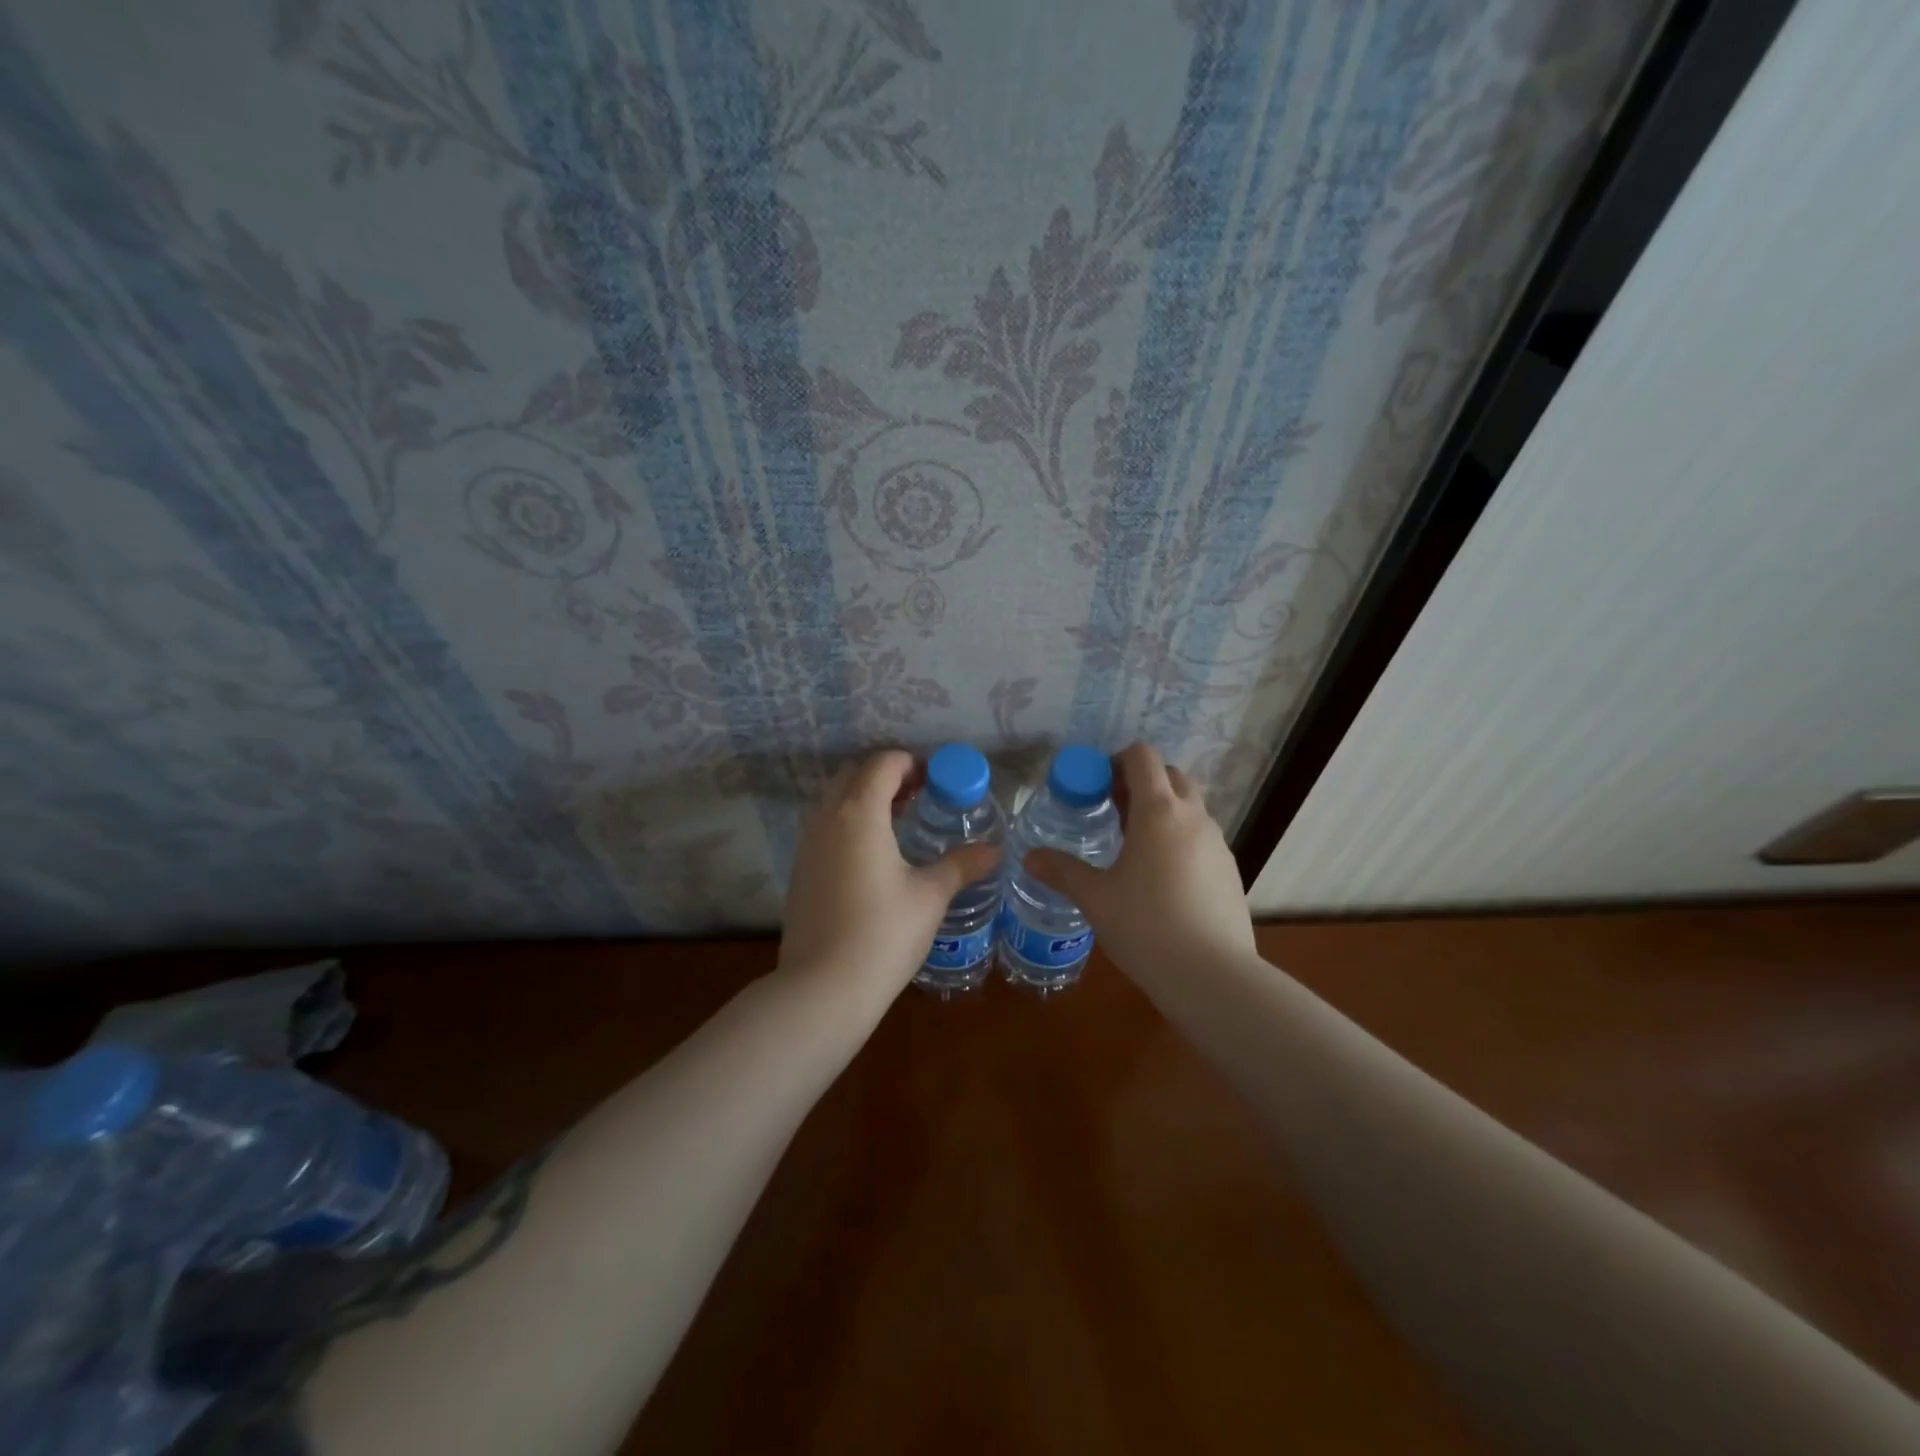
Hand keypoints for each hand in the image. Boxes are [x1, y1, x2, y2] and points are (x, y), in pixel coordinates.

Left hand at [779, 750, 1000, 1003]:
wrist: (823, 987)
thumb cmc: (884, 933)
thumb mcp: (930, 896)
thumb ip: (960, 864)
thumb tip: (993, 850)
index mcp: (860, 813)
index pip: (882, 764)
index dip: (910, 764)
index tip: (936, 780)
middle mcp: (827, 818)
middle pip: (853, 774)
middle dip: (886, 776)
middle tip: (919, 797)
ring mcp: (808, 844)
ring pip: (834, 800)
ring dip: (865, 798)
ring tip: (900, 823)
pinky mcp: (800, 869)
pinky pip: (825, 826)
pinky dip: (849, 822)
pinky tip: (874, 856)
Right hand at [1024, 742, 1253, 977]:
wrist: (1213, 977)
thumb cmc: (1146, 926)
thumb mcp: (1095, 898)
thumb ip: (1062, 871)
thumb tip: (1030, 857)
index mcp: (1159, 811)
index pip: (1143, 757)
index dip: (1117, 760)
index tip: (1096, 785)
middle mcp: (1193, 817)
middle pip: (1170, 775)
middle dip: (1141, 783)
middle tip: (1112, 811)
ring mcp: (1217, 843)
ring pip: (1189, 807)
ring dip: (1162, 811)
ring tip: (1133, 846)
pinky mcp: (1230, 870)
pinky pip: (1201, 837)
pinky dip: (1180, 839)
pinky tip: (1161, 879)